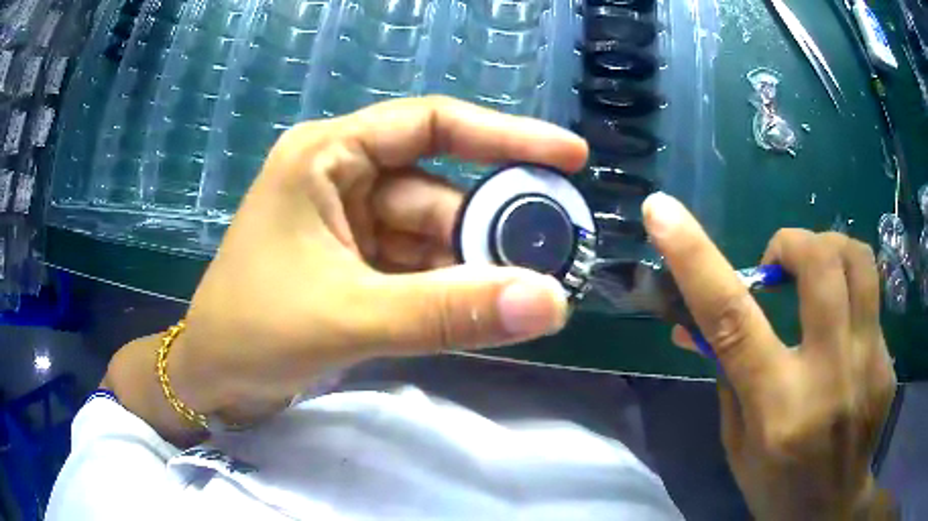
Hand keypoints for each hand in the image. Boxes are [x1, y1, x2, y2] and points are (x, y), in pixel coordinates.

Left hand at [168, 96, 586, 423]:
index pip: (431, 124)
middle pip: (439, 189)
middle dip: (494, 227)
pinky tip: (481, 311)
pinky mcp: (354, 263)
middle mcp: (341, 177)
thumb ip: (449, 313)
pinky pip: (417, 266)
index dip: (504, 135)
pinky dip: (450, 288)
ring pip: (433, 234)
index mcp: (327, 156)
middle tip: (555, 257)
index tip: (568, 153)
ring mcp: (348, 222)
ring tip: (528, 295)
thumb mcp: (350, 317)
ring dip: (475, 266)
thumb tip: (549, 304)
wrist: (212, 377)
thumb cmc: (253, 332)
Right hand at [642, 193, 896, 519]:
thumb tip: (695, 323)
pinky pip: (871, 303)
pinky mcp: (888, 364)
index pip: (732, 318)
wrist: (830, 511)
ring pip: (859, 262)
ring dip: (830, 251)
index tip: (661, 211)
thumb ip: (728, 375)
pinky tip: (845, 340)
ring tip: (817, 278)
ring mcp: (869, 367)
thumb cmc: (775, 485)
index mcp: (776, 407)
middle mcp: (829, 378)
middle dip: (793, 243)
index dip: (695, 257)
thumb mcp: (737, 443)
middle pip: (821, 263)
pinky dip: (850, 302)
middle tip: (781, 264)